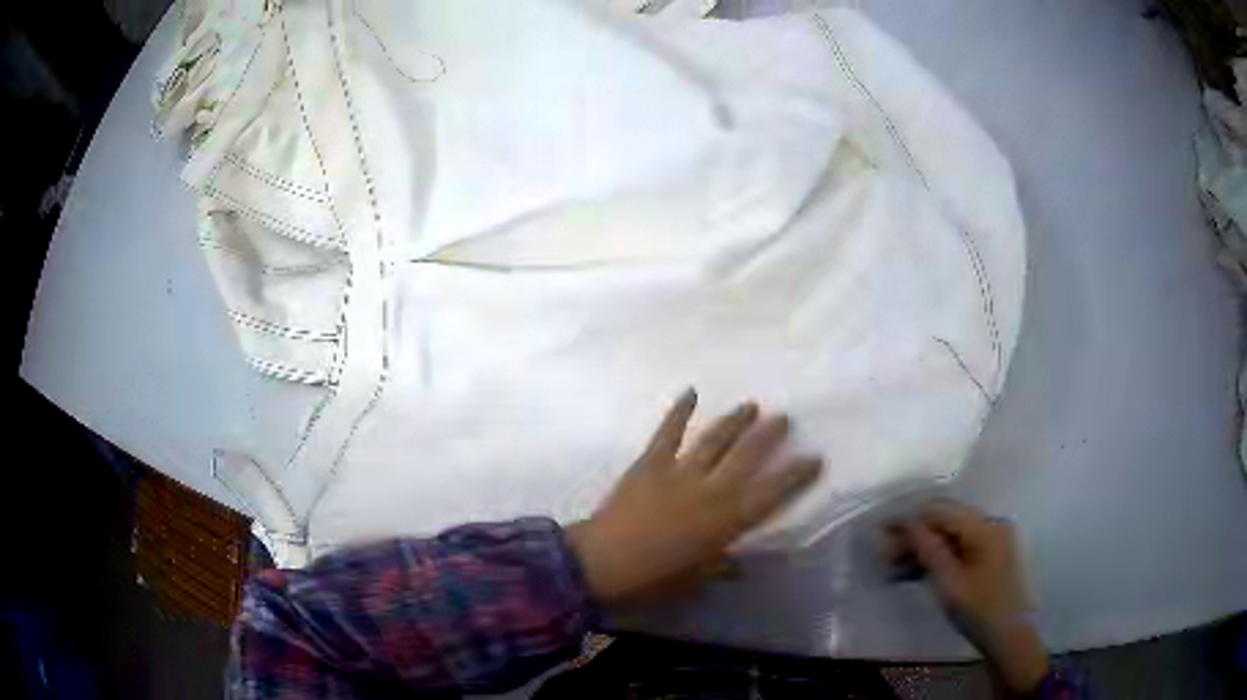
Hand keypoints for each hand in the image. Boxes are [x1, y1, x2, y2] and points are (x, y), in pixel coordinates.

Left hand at [566, 389, 821, 606]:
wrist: (603, 562)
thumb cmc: (654, 579)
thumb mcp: (695, 578)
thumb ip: (720, 567)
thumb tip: (739, 567)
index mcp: (726, 520)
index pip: (772, 493)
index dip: (796, 475)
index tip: (815, 457)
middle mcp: (710, 489)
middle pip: (747, 456)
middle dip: (769, 436)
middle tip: (785, 418)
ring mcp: (679, 471)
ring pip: (715, 440)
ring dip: (735, 421)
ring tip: (751, 405)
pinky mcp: (650, 463)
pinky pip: (668, 433)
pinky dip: (679, 411)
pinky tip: (691, 392)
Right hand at [886, 501, 1049, 694]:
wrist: (1010, 636)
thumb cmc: (979, 610)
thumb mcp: (949, 584)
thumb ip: (929, 550)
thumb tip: (907, 523)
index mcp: (984, 527)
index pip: (941, 511)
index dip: (910, 519)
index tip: (882, 532)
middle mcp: (991, 524)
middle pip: (947, 519)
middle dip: (916, 534)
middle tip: (886, 554)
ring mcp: (994, 538)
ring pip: (952, 533)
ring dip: (925, 546)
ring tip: (897, 566)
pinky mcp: (992, 554)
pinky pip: (961, 545)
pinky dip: (940, 555)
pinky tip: (920, 570)